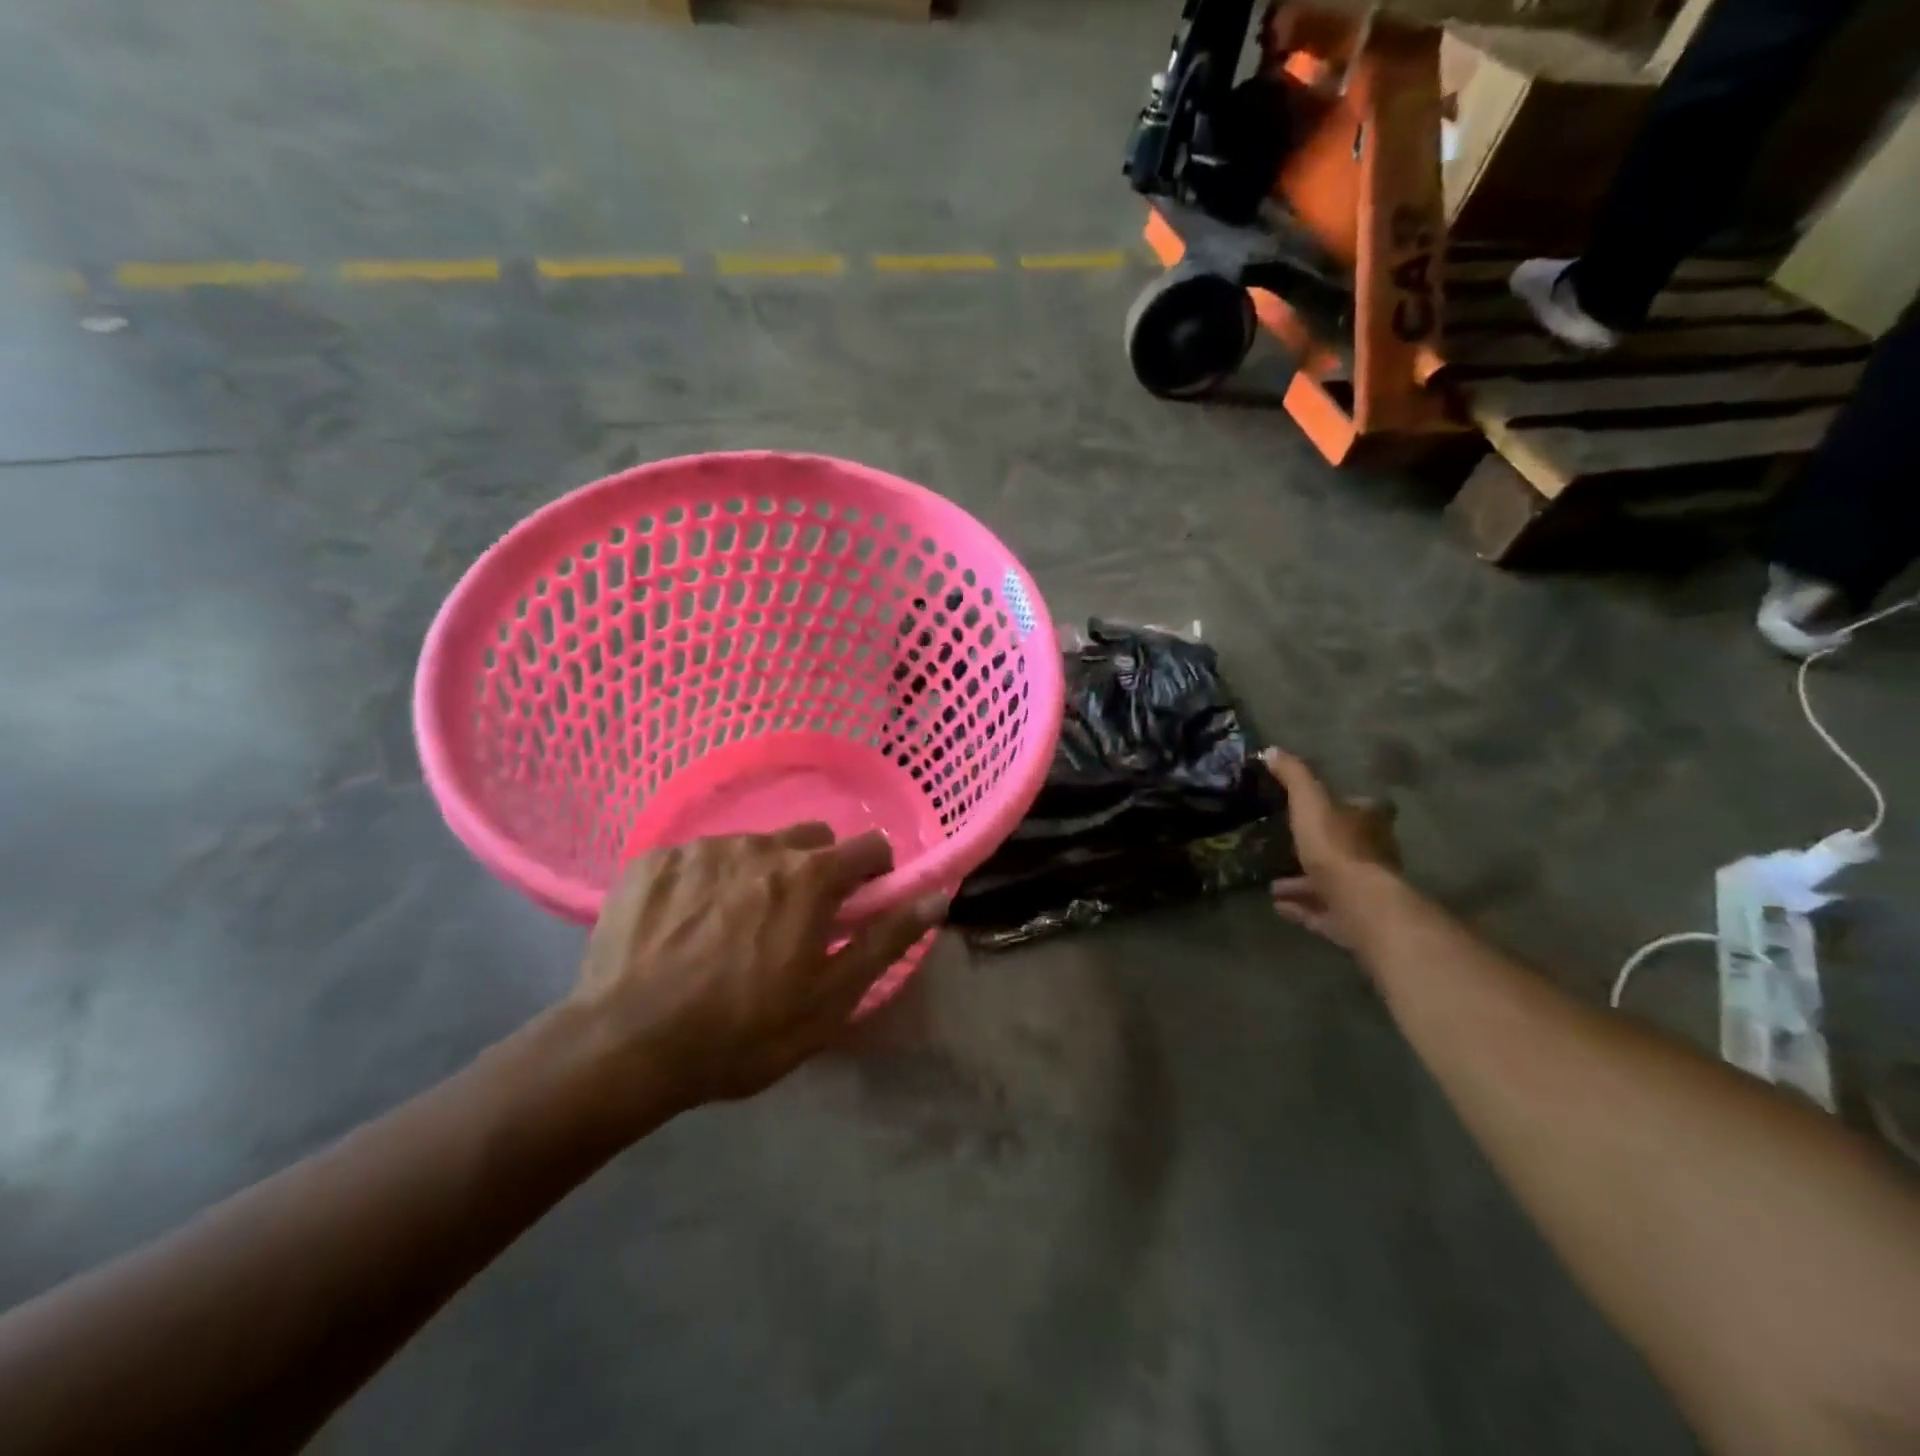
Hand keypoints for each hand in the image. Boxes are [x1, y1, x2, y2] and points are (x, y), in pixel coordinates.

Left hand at [571, 826, 944, 1118]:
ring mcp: (702, 848)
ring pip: (752, 848)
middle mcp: (761, 846)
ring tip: (729, 931)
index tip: (858, 906)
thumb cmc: (743, 1031)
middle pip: (810, 840)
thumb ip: (887, 939)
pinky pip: (698, 858)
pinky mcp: (653, 860)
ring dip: (757, 877)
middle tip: (793, 923)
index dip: (874, 874)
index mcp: (810, 876)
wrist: (626, 1046)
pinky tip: (684, 928)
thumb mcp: (830, 998)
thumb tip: (936, 897)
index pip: (869, 847)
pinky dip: (705, 884)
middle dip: (815, 871)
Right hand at [1263, 748, 1399, 948]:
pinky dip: (1301, 908)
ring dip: (1304, 882)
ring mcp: (1364, 890)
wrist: (1360, 906)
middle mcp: (1373, 855)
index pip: (1364, 808)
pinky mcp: (1352, 920)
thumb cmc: (1337, 847)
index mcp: (1369, 823)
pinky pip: (1322, 912)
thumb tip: (1271, 750)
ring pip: (1332, 882)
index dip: (1346, 806)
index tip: (1323, 808)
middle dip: (1319, 847)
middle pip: (1347, 847)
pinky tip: (1277, 905)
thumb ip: (1294, 776)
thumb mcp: (1310, 802)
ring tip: (1273, 883)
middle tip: (1289, 846)